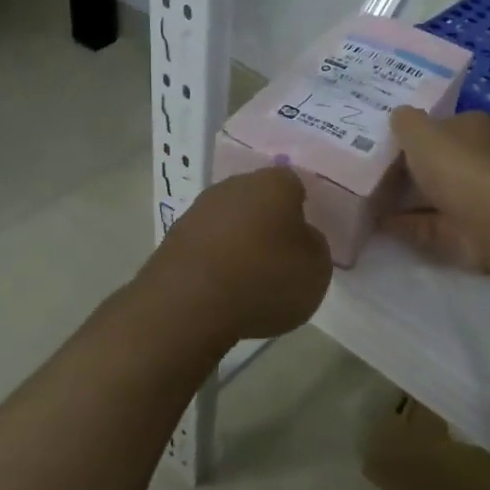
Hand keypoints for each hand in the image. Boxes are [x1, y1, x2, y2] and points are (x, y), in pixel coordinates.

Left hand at [140, 168, 332, 341]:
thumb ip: (313, 246)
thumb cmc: (265, 279)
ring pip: (229, 222)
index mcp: (274, 183)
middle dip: (269, 224)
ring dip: (239, 243)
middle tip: (280, 259)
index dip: (303, 211)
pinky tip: (222, 291)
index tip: (305, 240)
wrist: (189, 305)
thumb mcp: (317, 269)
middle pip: (259, 200)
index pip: (295, 185)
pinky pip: (206, 247)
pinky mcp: (172, 239)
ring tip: (250, 282)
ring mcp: (198, 211)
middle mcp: (234, 186)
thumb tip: (300, 239)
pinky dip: (215, 263)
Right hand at [384, 108, 489, 271]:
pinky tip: (377, 222)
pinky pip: (429, 223)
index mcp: (476, 129)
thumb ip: (405, 121)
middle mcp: (480, 160)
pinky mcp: (467, 230)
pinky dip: (406, 223)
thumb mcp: (420, 131)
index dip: (418, 131)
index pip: (446, 125)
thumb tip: (399, 116)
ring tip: (367, 196)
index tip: (388, 139)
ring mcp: (476, 198)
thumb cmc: (456, 165)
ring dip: (404, 198)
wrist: (489, 221)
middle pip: (439, 161)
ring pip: (434, 194)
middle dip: (408, 167)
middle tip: (371, 168)